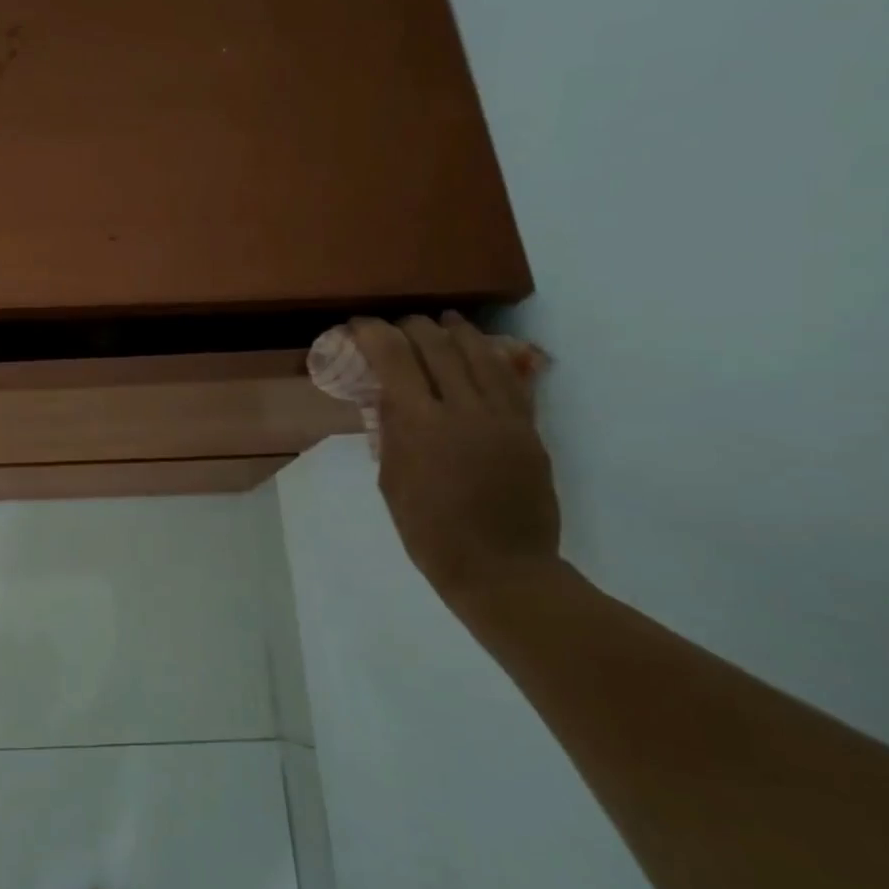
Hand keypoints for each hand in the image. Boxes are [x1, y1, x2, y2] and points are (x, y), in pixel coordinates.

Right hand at [353, 314, 561, 600]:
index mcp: (421, 426)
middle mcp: (464, 410)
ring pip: (480, 355)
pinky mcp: (529, 430)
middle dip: (413, 327)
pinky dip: (492, 358)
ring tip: (443, 320)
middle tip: (397, 325)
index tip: (359, 324)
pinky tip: (482, 350)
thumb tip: (389, 396)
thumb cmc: (429, 532)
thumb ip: (392, 432)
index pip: (395, 359)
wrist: (501, 568)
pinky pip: (512, 380)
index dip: (374, 333)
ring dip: (457, 331)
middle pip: (438, 346)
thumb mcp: (391, 481)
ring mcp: (503, 418)